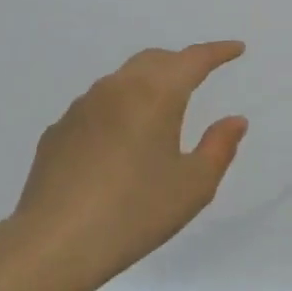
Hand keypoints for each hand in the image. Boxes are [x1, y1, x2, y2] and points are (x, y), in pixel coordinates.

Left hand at [0, 42, 248, 290]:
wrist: (56, 241)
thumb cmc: (135, 212)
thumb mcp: (193, 186)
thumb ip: (219, 147)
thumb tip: (234, 120)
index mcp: (154, 95)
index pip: (192, 60)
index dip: (217, 52)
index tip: (236, 50)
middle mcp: (115, 89)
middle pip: (153, 61)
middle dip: (180, 63)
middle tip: (199, 75)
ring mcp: (80, 108)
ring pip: (121, 81)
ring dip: (146, 85)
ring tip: (159, 110)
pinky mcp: (57, 131)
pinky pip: (95, 108)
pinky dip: (117, 111)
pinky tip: (118, 142)